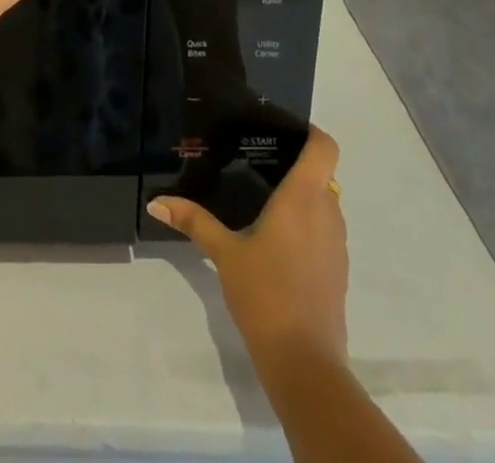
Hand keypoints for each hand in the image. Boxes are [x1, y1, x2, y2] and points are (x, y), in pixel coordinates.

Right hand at [148, 126, 347, 367]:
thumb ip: (194, 221)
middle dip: (296, 165)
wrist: (305, 364)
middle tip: (259, 162)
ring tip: (264, 198)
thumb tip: (156, 202)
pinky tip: (277, 240)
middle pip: (322, 174)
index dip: (310, 132)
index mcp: (303, 198)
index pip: (324, 147)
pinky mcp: (338, 272)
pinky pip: (326, 232)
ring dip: (302, 197)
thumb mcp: (224, 253)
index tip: (284, 130)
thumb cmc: (265, 294)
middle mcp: (328, 213)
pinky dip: (307, 225)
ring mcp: (337, 245)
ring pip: (325, 204)